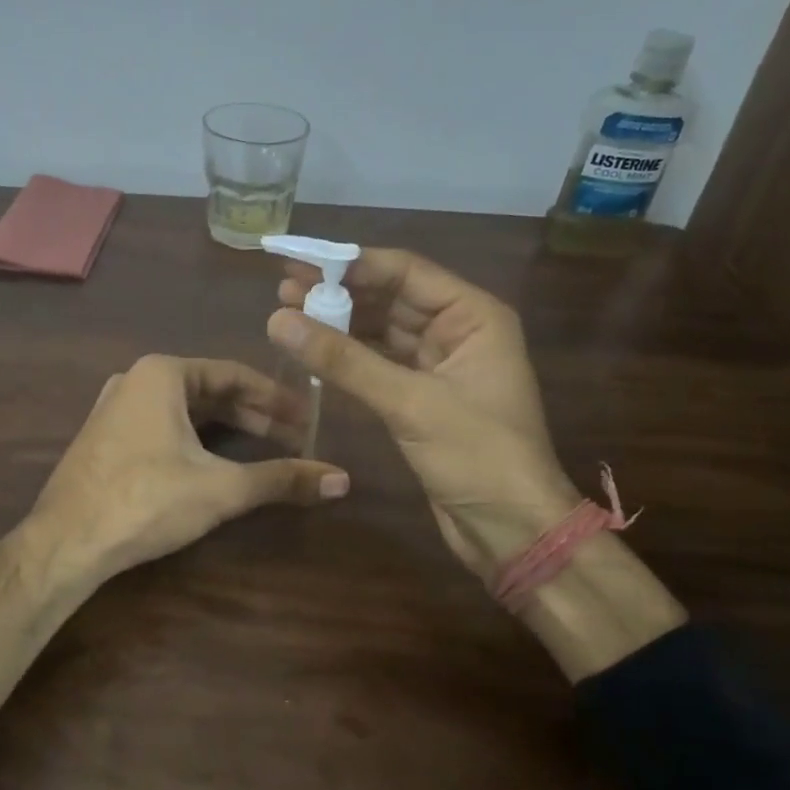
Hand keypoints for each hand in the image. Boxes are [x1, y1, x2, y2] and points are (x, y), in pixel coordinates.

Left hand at [28, 354, 348, 583]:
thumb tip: (342, 480)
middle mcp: (135, 379)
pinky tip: (216, 460)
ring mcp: (115, 408)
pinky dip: (196, 437)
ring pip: (185, 409)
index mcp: (162, 373)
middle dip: (254, 413)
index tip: (309, 416)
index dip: (277, 397)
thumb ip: (281, 479)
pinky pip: (162, 425)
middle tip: (294, 435)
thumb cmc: (146, 501)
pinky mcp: (105, 438)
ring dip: (226, 426)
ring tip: (265, 446)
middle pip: (210, 390)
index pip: (235, 374)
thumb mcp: (221, 489)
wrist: (66, 542)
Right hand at [270, 249, 576, 578]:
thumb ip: (344, 360)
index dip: (351, 263)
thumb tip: (278, 320)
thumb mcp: (410, 402)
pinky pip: (380, 364)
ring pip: (382, 331)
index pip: (405, 272)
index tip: (300, 259)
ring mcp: (440, 366)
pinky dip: (349, 357)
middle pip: (391, 297)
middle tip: (283, 285)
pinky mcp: (423, 398)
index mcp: (473, 316)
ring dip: (339, 322)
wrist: (511, 529)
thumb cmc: (476, 456)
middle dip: (339, 291)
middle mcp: (459, 331)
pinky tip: (313, 349)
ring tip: (287, 311)